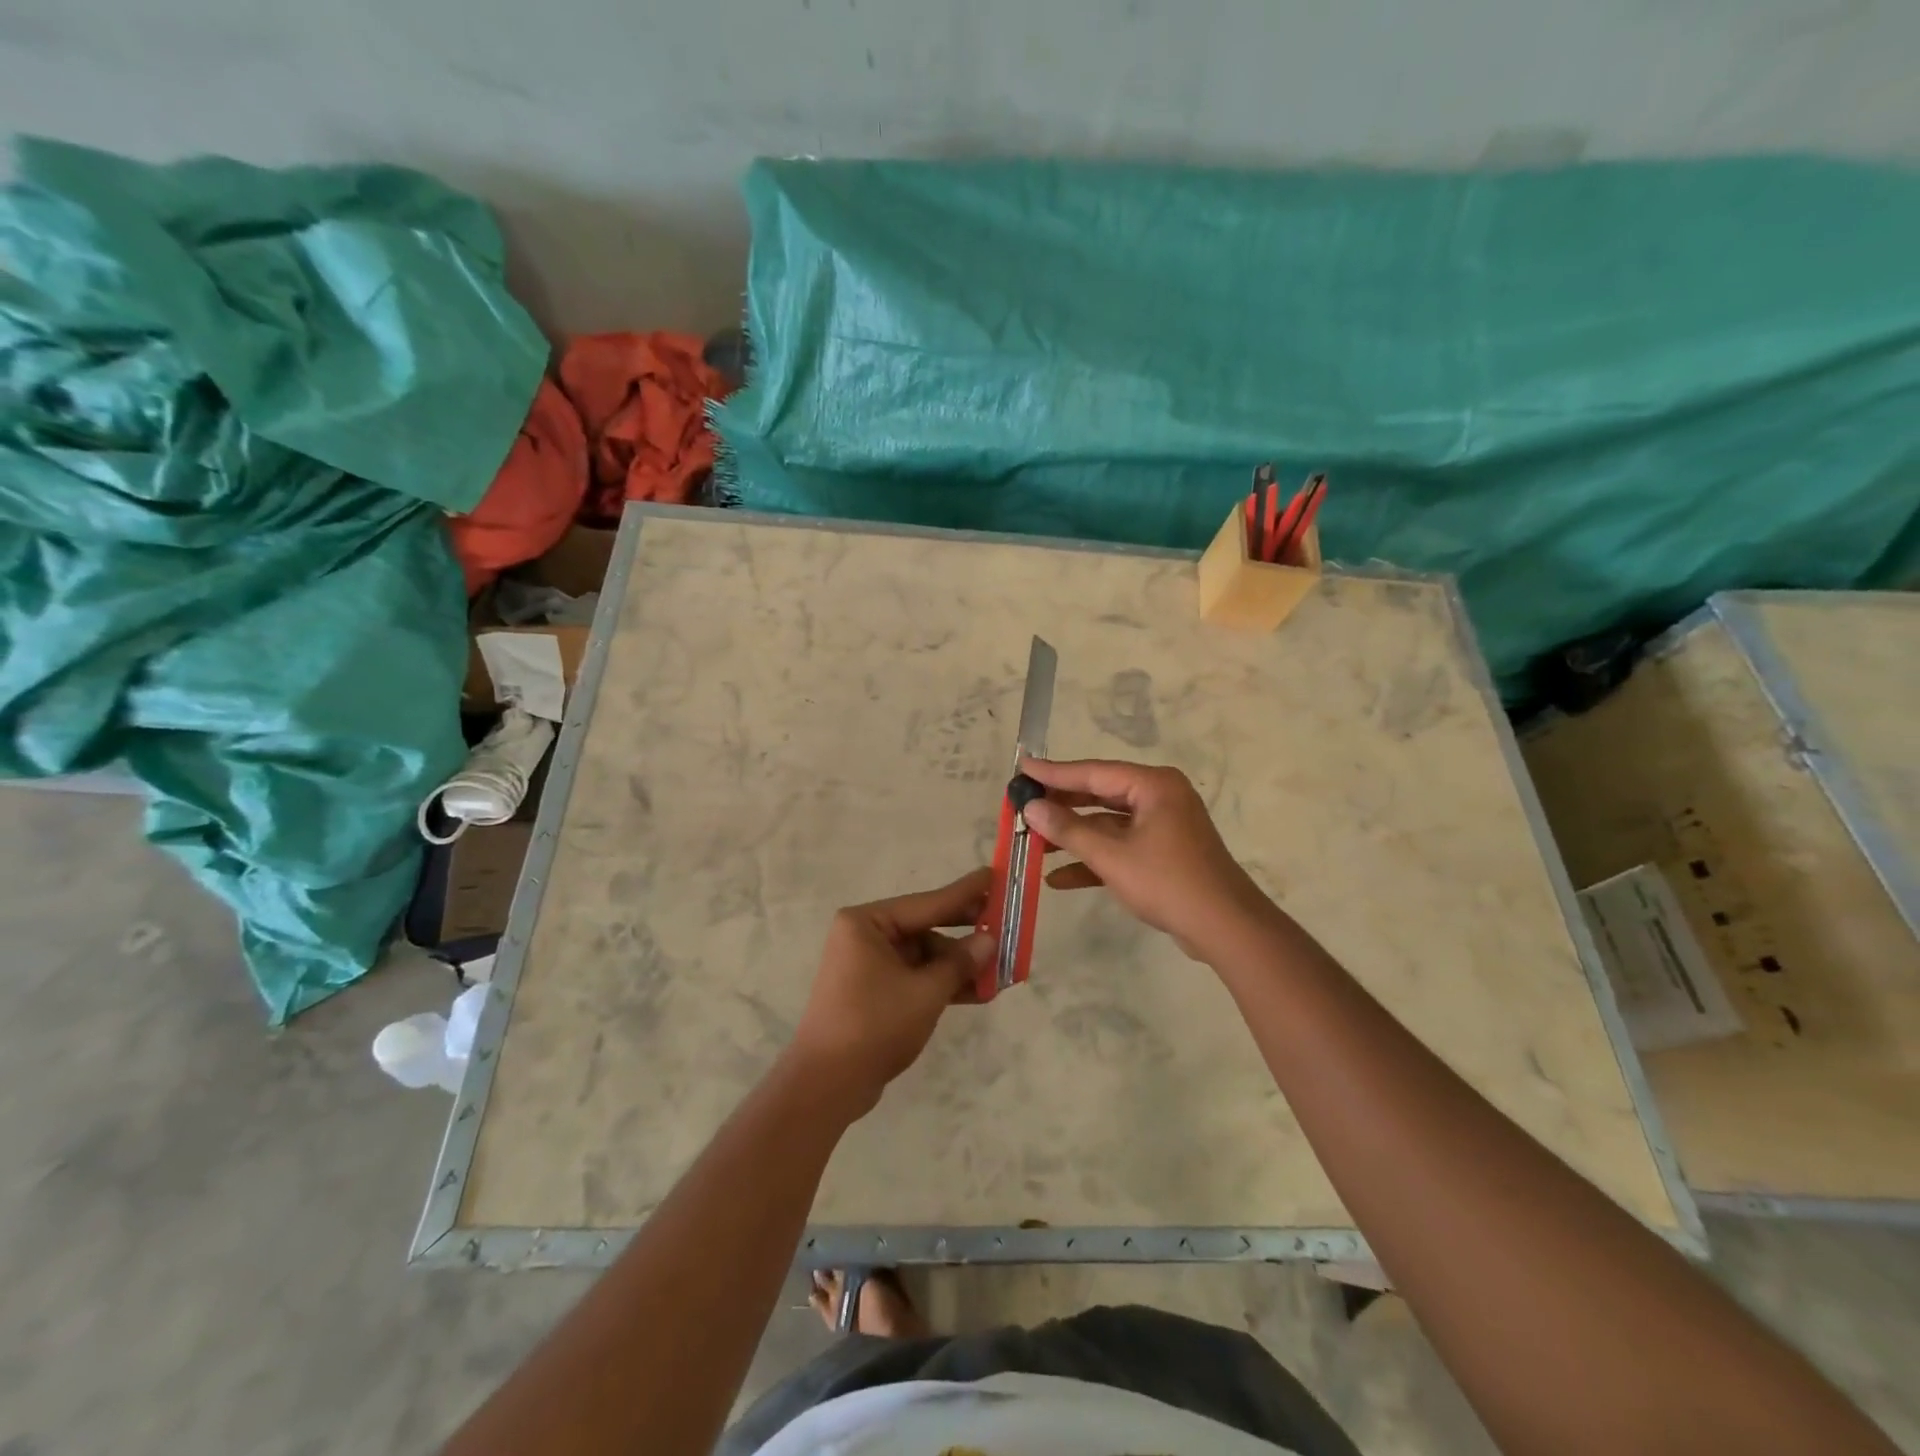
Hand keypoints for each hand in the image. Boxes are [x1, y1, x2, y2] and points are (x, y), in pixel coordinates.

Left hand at [787, 869, 994, 1118]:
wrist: (827, 1085)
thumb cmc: (874, 1025)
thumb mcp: (925, 992)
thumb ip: (959, 963)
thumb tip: (989, 940)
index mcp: (867, 923)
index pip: (927, 902)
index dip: (965, 893)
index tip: (994, 875)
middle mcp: (865, 936)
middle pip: (926, 927)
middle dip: (965, 933)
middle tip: (1004, 924)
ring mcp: (868, 965)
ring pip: (924, 956)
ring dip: (958, 966)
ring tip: (1000, 970)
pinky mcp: (874, 992)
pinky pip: (915, 977)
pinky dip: (942, 984)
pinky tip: (978, 992)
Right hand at [1020, 757, 1272, 960]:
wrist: (1225, 928)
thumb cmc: (1168, 882)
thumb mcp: (1111, 856)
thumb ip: (1068, 830)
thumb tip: (1031, 808)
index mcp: (1153, 786)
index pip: (1094, 772)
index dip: (1054, 773)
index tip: (1022, 767)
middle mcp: (1159, 798)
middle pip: (1100, 795)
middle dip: (1061, 805)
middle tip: (1023, 803)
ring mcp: (1162, 826)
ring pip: (1107, 824)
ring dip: (1074, 837)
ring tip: (1033, 843)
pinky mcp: (1163, 853)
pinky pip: (1121, 848)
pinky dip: (1094, 860)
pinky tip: (1058, 879)